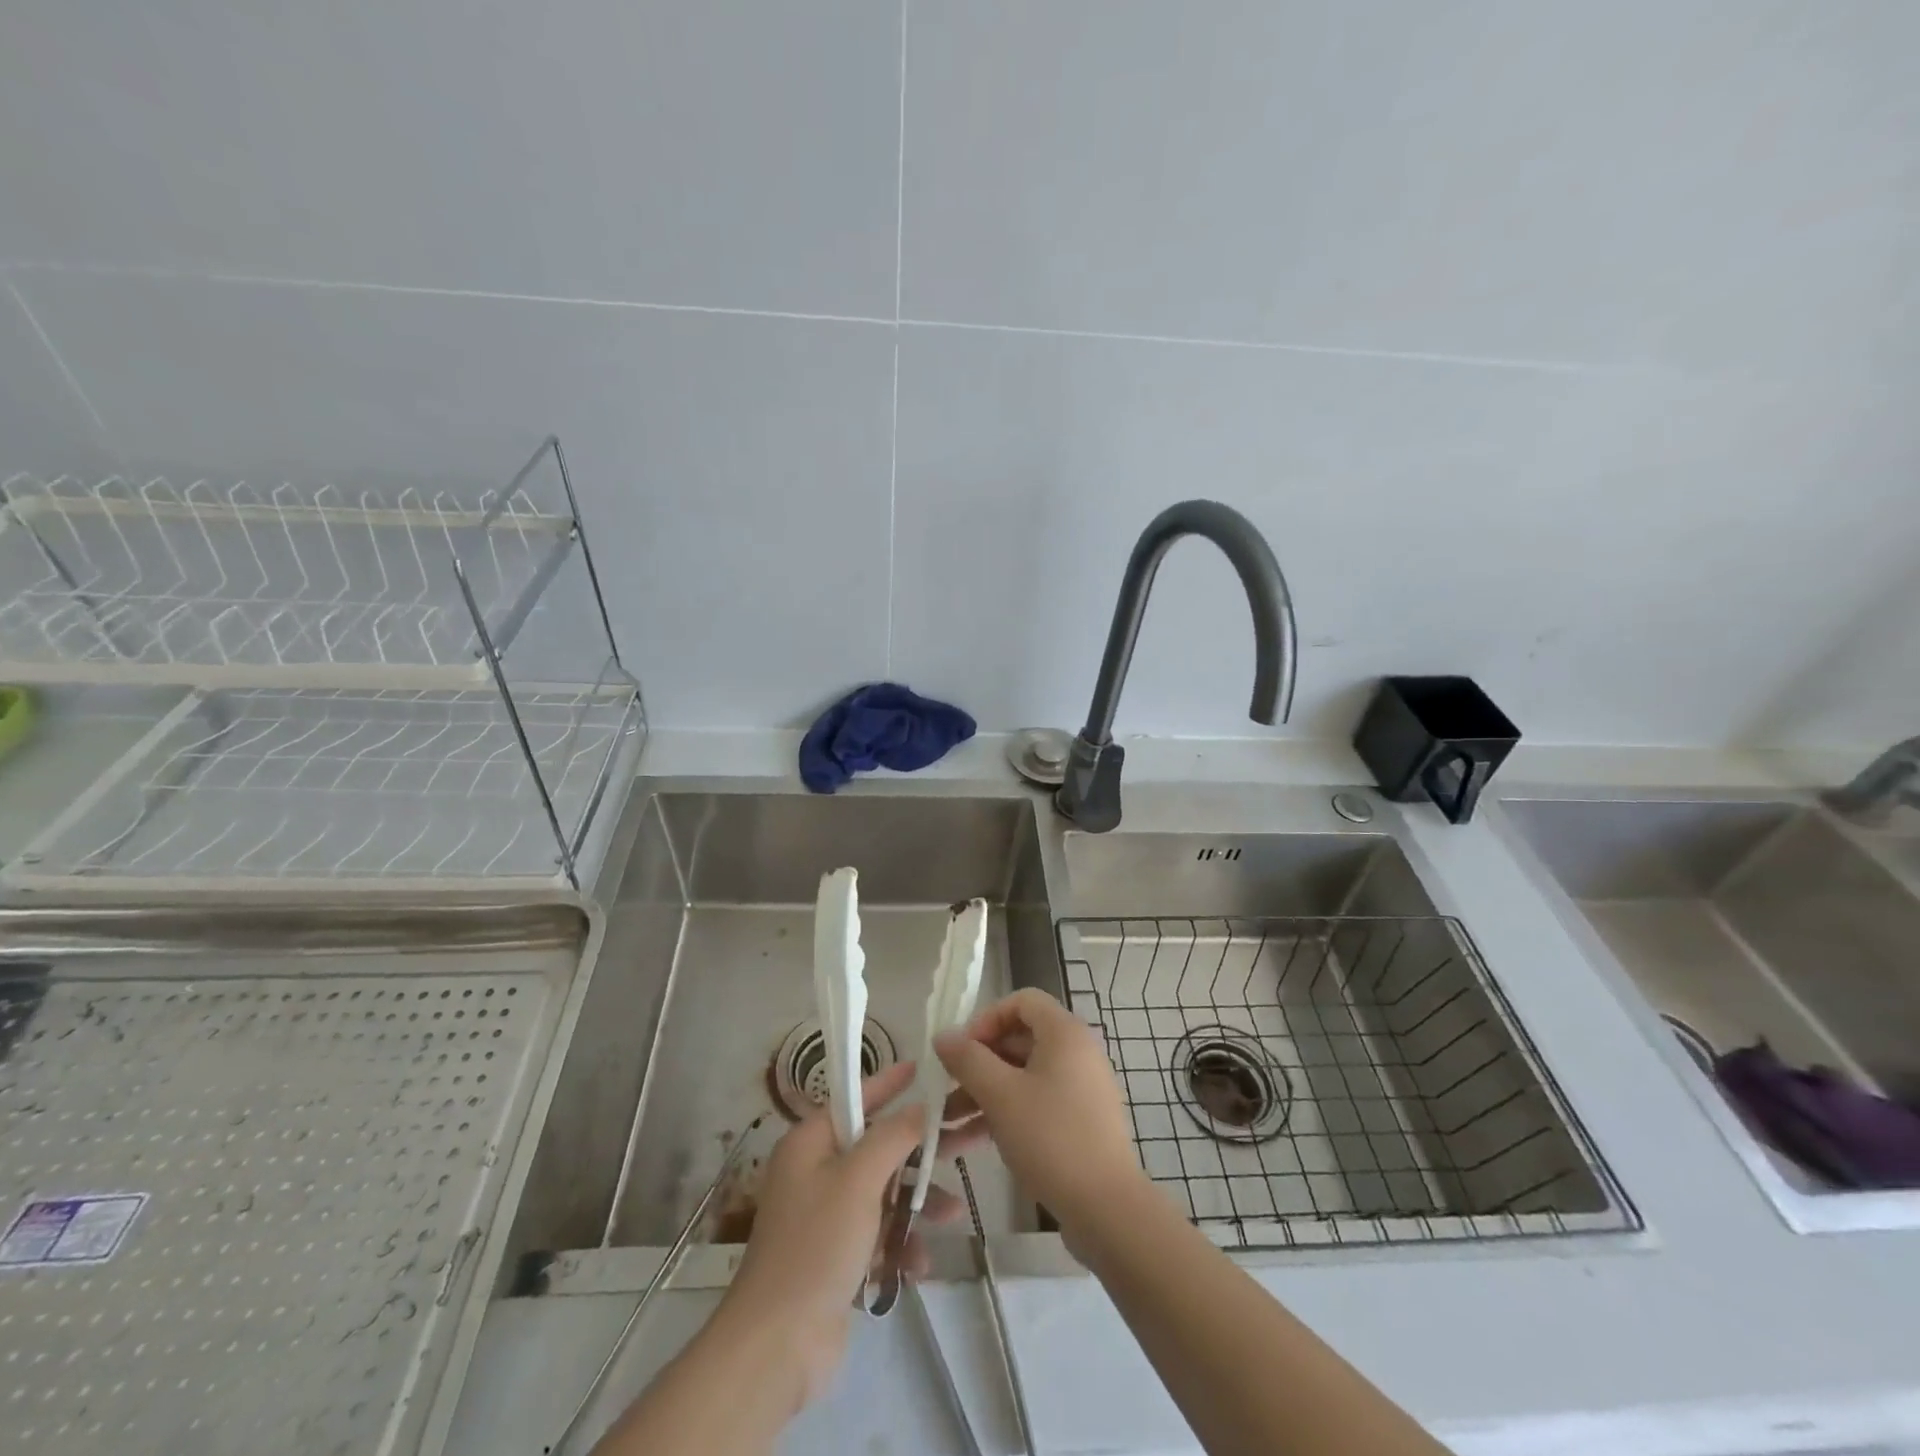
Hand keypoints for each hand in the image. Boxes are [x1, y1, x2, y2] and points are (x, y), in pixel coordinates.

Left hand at [714, 1061, 975, 1409]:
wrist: (777, 1345)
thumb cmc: (816, 1245)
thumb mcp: (859, 1180)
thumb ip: (893, 1137)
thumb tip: (918, 1106)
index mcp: (810, 1143)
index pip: (854, 1099)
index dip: (888, 1084)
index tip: (920, 1069)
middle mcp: (816, 1172)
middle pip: (877, 1148)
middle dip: (919, 1151)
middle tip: (965, 1139)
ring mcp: (826, 1217)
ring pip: (883, 1194)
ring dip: (916, 1204)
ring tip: (953, 1215)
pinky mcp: (836, 1257)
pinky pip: (877, 1235)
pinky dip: (899, 1245)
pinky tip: (919, 1264)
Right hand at [935, 988, 1145, 1241]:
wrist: (1107, 1209)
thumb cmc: (1052, 1138)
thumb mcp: (1000, 1095)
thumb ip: (968, 1060)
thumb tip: (943, 1035)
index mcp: (1064, 1033)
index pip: (1021, 1001)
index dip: (987, 1018)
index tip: (962, 1050)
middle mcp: (1075, 1052)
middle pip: (1019, 1039)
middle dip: (978, 1063)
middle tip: (947, 1087)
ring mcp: (1079, 1088)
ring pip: (1022, 1076)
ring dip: (983, 1093)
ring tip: (946, 1123)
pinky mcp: (1078, 1121)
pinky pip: (1035, 1103)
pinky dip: (1004, 1114)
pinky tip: (969, 1143)